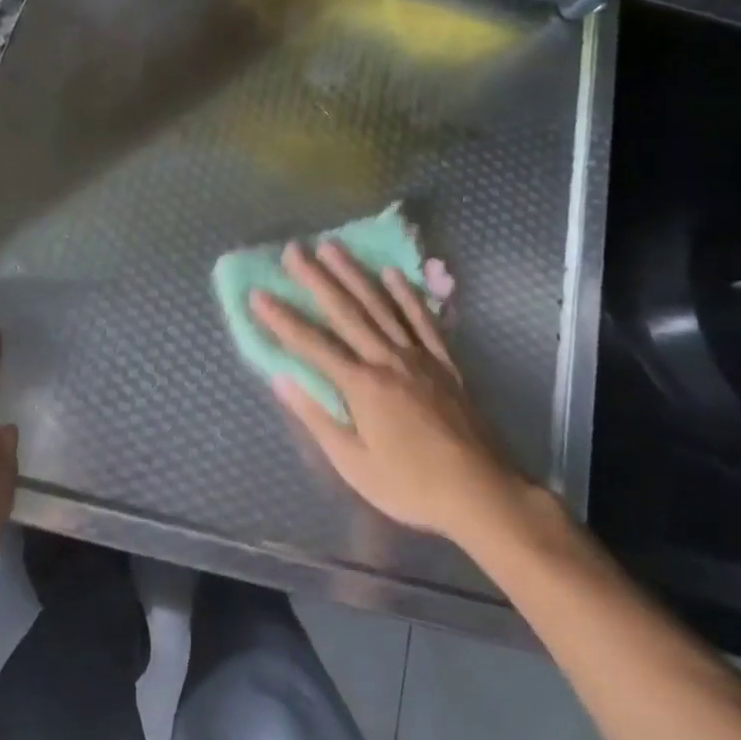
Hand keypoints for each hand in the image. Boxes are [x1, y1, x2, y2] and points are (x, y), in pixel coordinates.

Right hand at [252, 240, 524, 541]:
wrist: (482, 492)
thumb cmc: (411, 485)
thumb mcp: (354, 464)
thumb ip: (317, 418)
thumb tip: (281, 380)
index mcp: (361, 386)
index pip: (312, 345)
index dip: (282, 319)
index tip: (258, 294)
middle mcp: (387, 359)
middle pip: (345, 312)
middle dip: (316, 279)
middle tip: (294, 250)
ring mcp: (418, 356)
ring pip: (380, 305)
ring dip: (354, 274)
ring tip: (332, 247)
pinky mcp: (444, 362)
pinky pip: (422, 319)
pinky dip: (406, 294)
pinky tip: (392, 273)